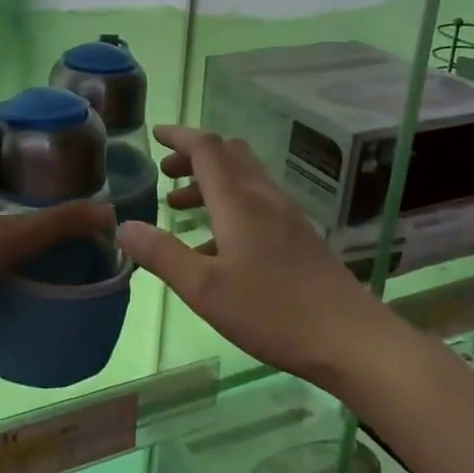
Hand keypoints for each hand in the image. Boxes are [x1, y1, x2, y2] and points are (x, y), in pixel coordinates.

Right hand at [117, 125, 379, 381]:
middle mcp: (264, 198)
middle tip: (166, 173)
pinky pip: (257, 203)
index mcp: (239, 200)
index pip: (207, 148)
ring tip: (180, 207)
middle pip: (229, 155)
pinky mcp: (299, 237)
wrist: (350, 338)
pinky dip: (229, 205)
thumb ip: (162, 254)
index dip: (179, 136)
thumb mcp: (204, 288)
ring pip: (244, 179)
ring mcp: (286, 216)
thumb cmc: (272, 310)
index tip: (155, 134)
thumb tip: (124, 226)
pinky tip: (215, 246)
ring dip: (211, 181)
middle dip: (195, 156)